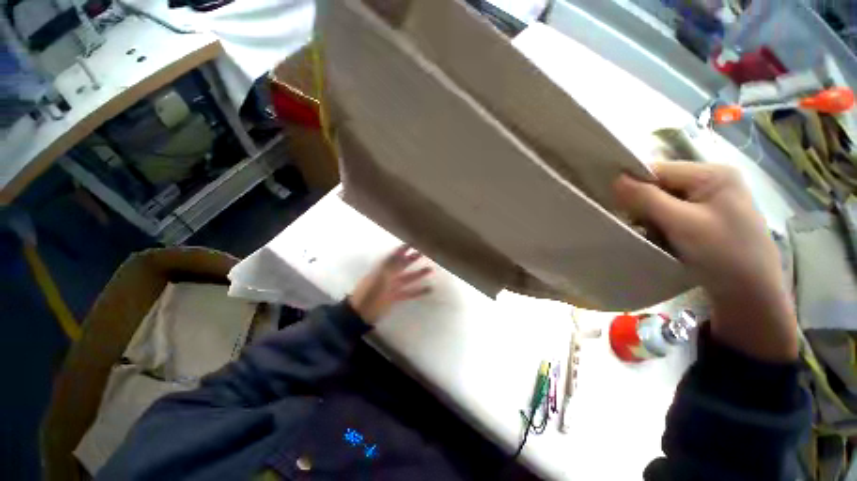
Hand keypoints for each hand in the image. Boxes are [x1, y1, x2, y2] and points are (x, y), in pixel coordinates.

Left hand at [349, 246, 433, 323]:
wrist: (361, 313)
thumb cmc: (368, 293)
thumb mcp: (378, 277)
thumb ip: (389, 265)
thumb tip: (399, 254)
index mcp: (382, 269)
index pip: (393, 256)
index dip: (402, 250)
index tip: (411, 243)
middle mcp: (388, 276)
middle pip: (402, 265)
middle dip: (411, 258)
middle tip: (422, 252)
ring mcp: (392, 287)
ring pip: (408, 278)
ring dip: (418, 274)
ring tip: (430, 269)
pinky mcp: (396, 297)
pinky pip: (410, 292)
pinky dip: (419, 291)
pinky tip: (429, 289)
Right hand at [614, 161, 797, 361]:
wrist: (751, 295)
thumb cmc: (723, 254)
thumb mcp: (682, 223)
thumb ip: (647, 199)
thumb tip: (615, 179)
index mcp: (712, 174)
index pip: (659, 170)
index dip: (633, 184)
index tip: (613, 203)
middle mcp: (712, 181)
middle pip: (661, 185)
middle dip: (643, 204)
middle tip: (635, 224)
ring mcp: (710, 201)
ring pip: (663, 201)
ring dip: (650, 217)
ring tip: (649, 234)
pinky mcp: (706, 218)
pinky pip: (672, 214)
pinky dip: (660, 225)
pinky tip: (660, 238)